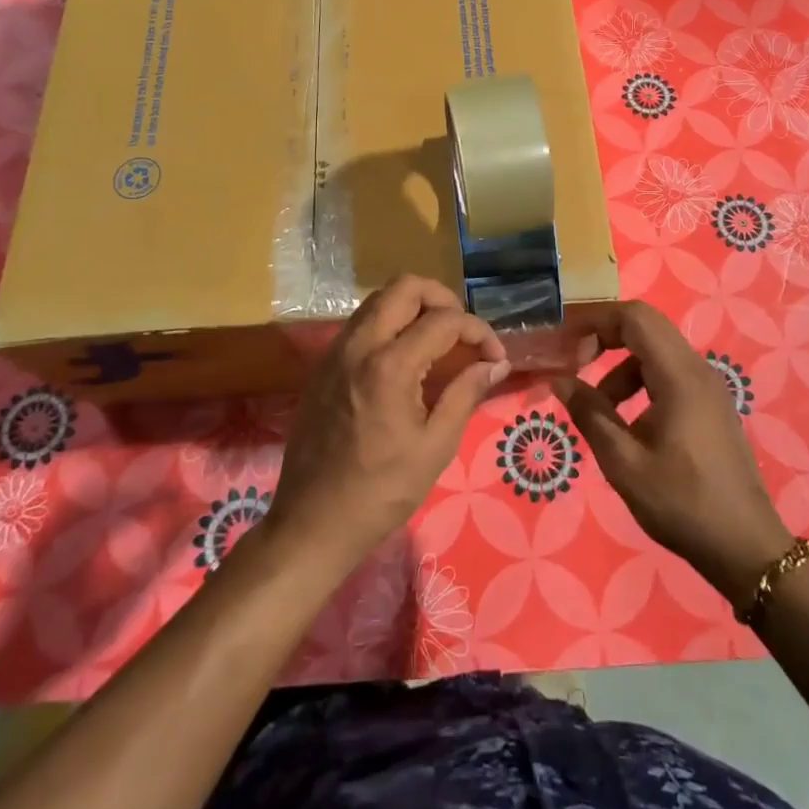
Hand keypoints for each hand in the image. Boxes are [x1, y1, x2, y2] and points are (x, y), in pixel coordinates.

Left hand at [267, 276, 508, 576]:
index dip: (478, 331)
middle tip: (462, 333)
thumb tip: (496, 363)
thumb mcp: (436, 446)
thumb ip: (466, 393)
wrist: (312, 522)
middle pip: (405, 286)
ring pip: (379, 300)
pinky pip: (361, 324)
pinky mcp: (323, 366)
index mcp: (390, 364)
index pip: (444, 320)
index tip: (495, 357)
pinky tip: (406, 358)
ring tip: (439, 342)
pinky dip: (389, 324)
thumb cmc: (381, 491)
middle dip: (442, 299)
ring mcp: (335, 352)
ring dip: (413, 308)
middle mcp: (358, 345)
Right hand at [552, 301, 790, 611]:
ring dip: (620, 365)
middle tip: (572, 360)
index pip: (634, 318)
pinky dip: (640, 382)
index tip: (562, 335)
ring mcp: (708, 387)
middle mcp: (698, 369)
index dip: (595, 318)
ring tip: (597, 405)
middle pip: (646, 326)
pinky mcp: (711, 405)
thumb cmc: (682, 503)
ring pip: (656, 351)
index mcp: (679, 376)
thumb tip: (559, 380)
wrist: (745, 548)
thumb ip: (590, 414)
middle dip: (604, 335)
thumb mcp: (624, 463)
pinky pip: (669, 373)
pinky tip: (627, 421)